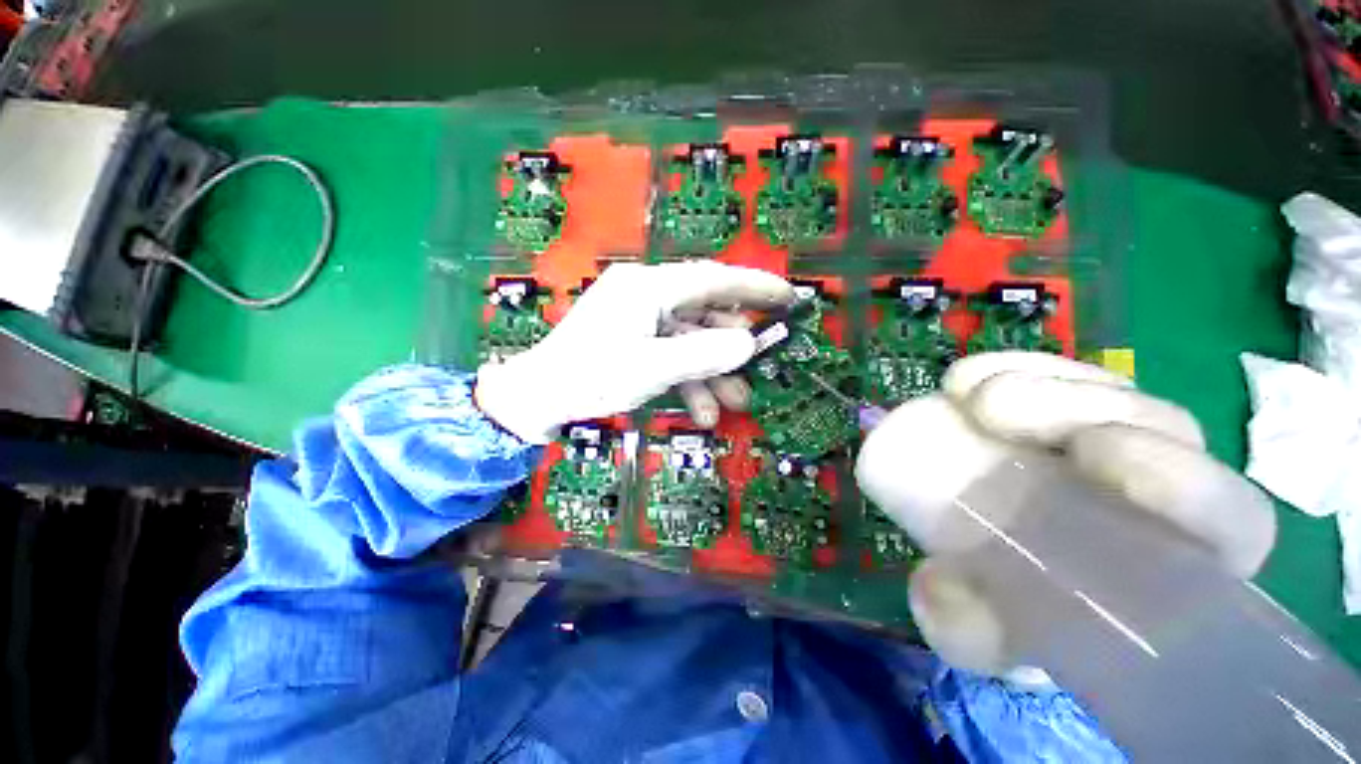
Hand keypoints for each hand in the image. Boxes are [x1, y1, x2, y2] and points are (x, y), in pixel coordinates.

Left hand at [475, 262, 794, 442]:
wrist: (539, 398)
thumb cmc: (591, 377)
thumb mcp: (653, 368)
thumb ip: (705, 355)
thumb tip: (749, 344)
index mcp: (648, 287)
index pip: (713, 278)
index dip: (754, 286)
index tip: (788, 296)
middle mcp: (647, 294)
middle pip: (705, 313)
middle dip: (731, 348)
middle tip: (756, 370)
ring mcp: (640, 318)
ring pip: (691, 340)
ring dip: (712, 373)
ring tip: (731, 404)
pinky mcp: (635, 338)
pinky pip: (673, 353)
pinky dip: (689, 378)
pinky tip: (699, 410)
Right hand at [855, 352, 1275, 675]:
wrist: (981, 559)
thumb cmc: (1009, 609)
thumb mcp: (986, 633)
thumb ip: (969, 630)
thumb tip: (938, 593)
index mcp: (1173, 564)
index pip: (1228, 519)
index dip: (1184, 481)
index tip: (1091, 453)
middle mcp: (1160, 493)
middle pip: (1164, 427)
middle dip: (1084, 406)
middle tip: (993, 410)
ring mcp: (1111, 439)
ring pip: (1108, 391)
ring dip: (1038, 382)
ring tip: (965, 395)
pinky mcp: (1060, 410)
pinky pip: (1053, 372)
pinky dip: (1011, 367)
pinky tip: (962, 382)